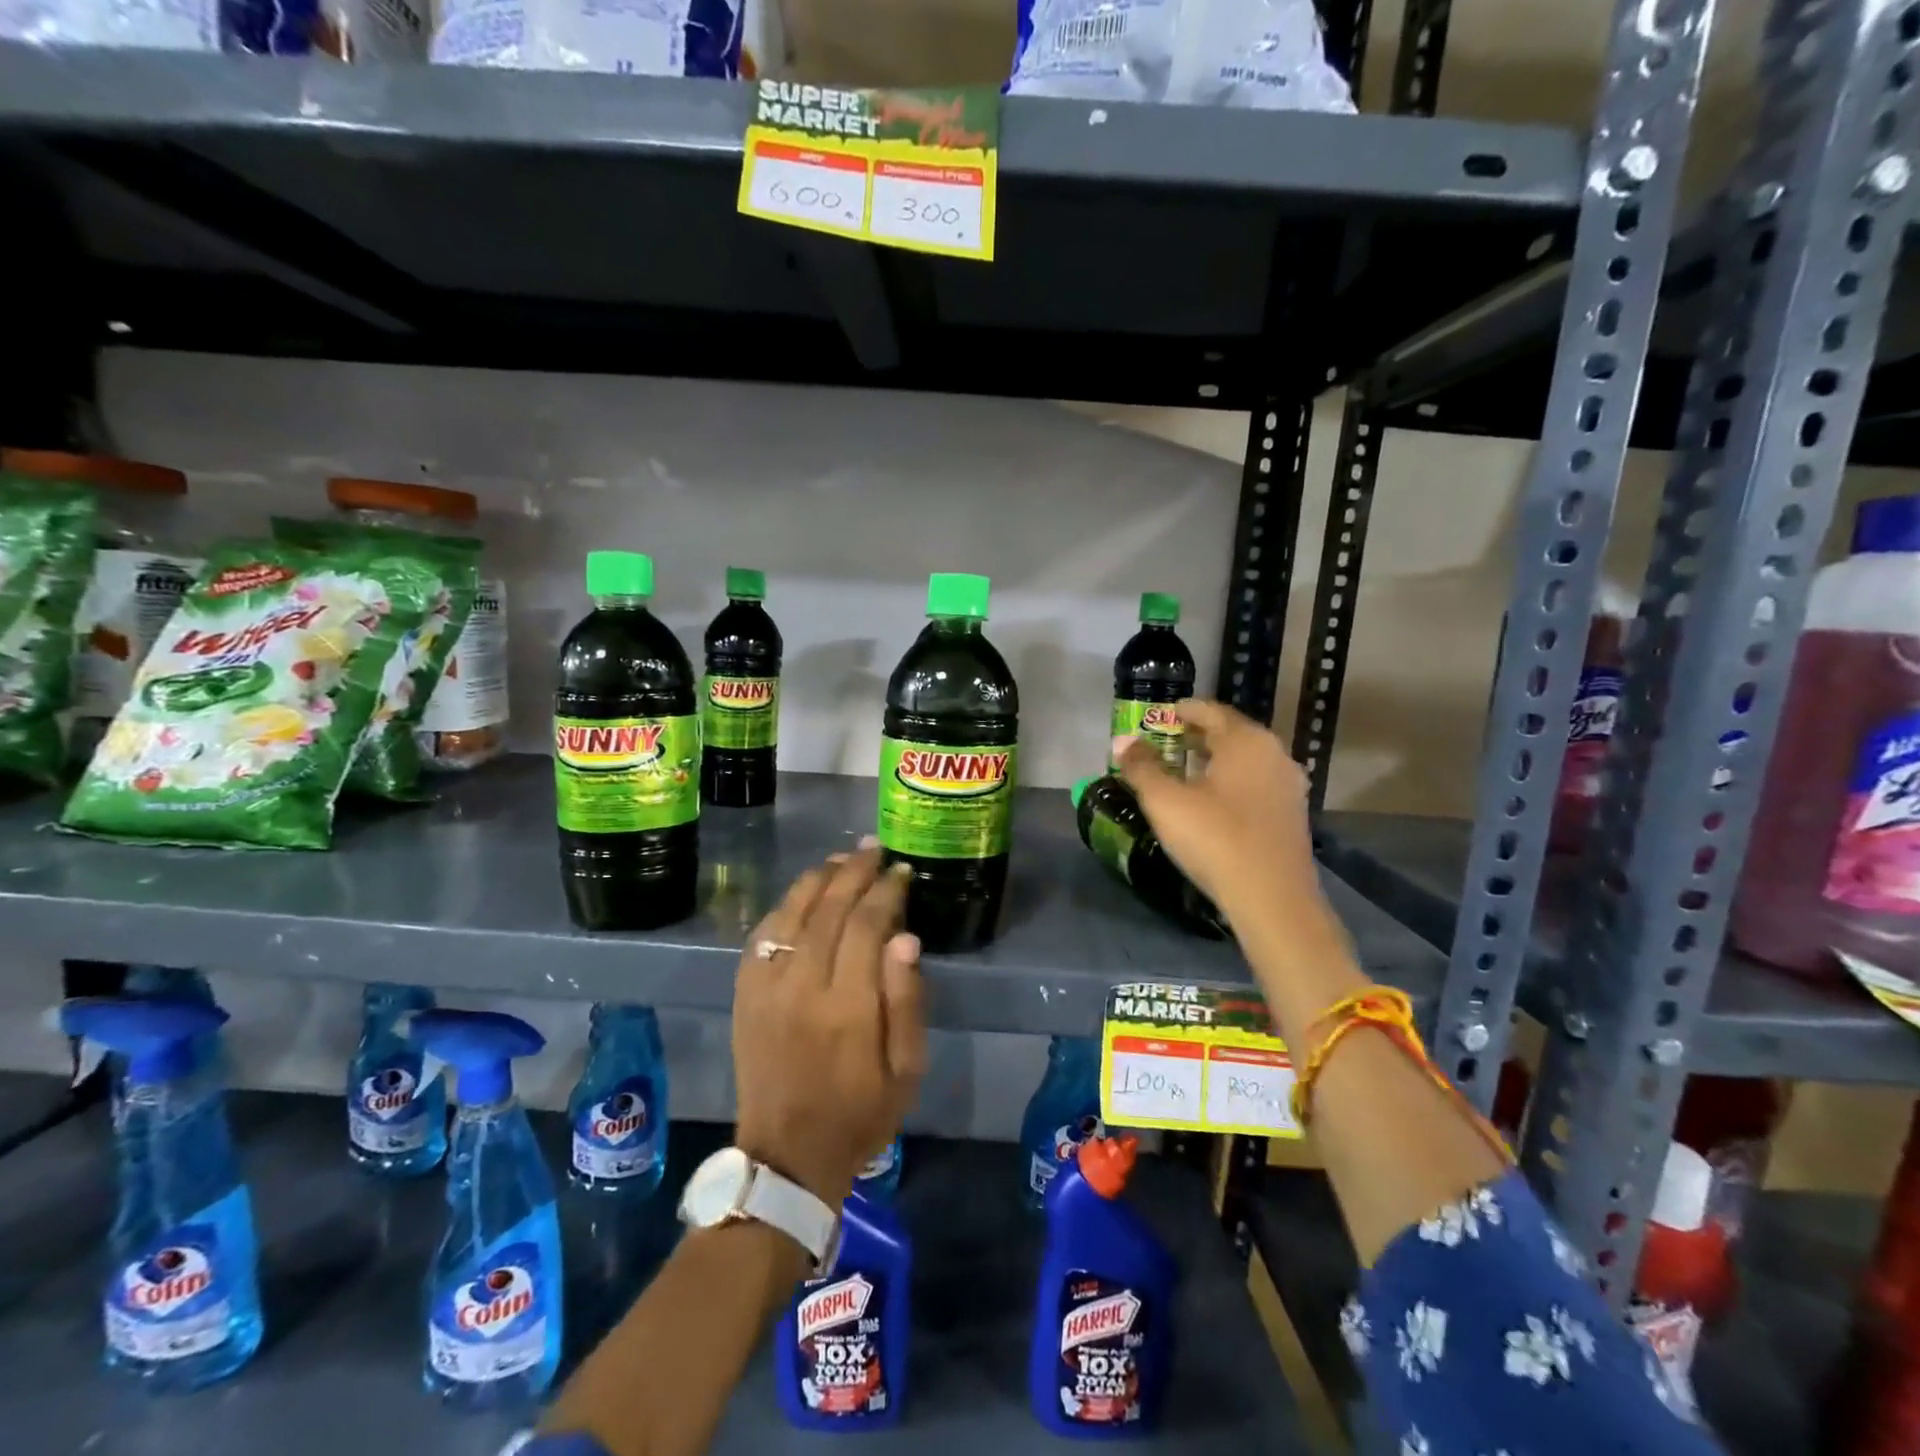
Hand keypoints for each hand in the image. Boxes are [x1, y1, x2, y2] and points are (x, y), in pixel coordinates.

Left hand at [732, 843, 926, 1207]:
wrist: (787, 1155)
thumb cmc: (860, 1113)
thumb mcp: (907, 1070)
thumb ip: (908, 1001)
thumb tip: (907, 937)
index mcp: (848, 1008)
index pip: (867, 926)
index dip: (886, 892)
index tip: (902, 872)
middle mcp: (802, 988)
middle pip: (828, 910)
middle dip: (854, 872)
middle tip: (875, 849)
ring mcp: (766, 988)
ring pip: (791, 914)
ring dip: (819, 879)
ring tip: (842, 860)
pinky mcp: (745, 994)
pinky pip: (762, 934)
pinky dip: (785, 906)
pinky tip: (803, 894)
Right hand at [1116, 698, 1325, 929]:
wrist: (1272, 898)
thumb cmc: (1214, 838)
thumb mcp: (1165, 801)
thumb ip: (1141, 767)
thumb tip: (1122, 741)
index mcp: (1246, 741)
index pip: (1212, 711)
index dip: (1184, 711)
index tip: (1163, 716)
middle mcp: (1274, 754)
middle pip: (1231, 734)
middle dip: (1198, 736)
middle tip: (1167, 744)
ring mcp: (1289, 786)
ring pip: (1246, 761)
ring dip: (1216, 761)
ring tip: (1185, 773)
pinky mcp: (1293, 815)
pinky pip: (1257, 784)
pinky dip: (1232, 783)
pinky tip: (1213, 803)